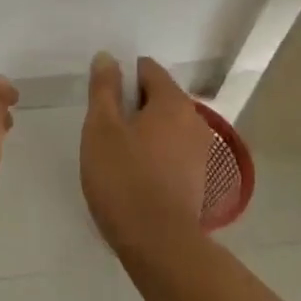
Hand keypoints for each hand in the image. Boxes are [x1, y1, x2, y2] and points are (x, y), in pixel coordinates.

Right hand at [80, 54, 211, 250]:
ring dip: (141, 131)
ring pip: (164, 126)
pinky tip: (133, 175)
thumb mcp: (101, 128)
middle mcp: (194, 120)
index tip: (100, 100)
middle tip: (102, 130)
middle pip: (157, 97)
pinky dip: (152, 153)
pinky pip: (171, 150)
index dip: (120, 77)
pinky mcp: (197, 178)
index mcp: (173, 102)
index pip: (147, 69)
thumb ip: (104, 89)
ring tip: (114, 155)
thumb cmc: (123, 178)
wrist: (158, 243)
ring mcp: (200, 151)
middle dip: (130, 105)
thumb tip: (108, 57)